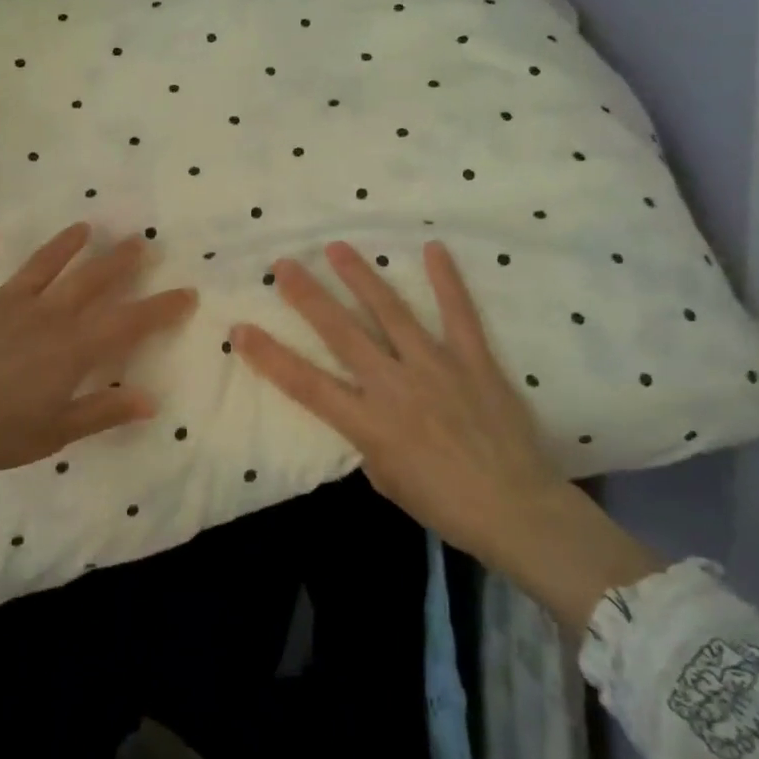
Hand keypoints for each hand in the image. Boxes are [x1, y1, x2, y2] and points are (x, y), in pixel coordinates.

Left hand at [0, 223, 196, 591]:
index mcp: (71, 349)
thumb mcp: (53, 433)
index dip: (160, 309)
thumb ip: (101, 412)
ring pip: (41, 266)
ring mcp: (2, 303)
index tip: (187, 292)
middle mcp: (45, 315)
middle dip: (119, 262)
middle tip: (141, 241)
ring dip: (64, 246)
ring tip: (83, 227)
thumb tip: (150, 399)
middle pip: (90, 281)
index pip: (128, 323)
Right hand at [232, 240, 659, 636]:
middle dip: (308, 297)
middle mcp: (395, 387)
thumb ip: (368, 437)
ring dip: (361, 277)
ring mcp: (436, 367)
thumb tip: (364, 407)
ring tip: (338, 247)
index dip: (269, 355)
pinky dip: (446, 281)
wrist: (518, 511)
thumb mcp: (387, 479)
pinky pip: (459, 314)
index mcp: (369, 423)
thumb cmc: (445, 505)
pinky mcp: (474, 361)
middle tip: (284, 265)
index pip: (305, 384)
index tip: (240, 329)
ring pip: (391, 313)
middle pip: (341, 334)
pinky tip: (433, 248)